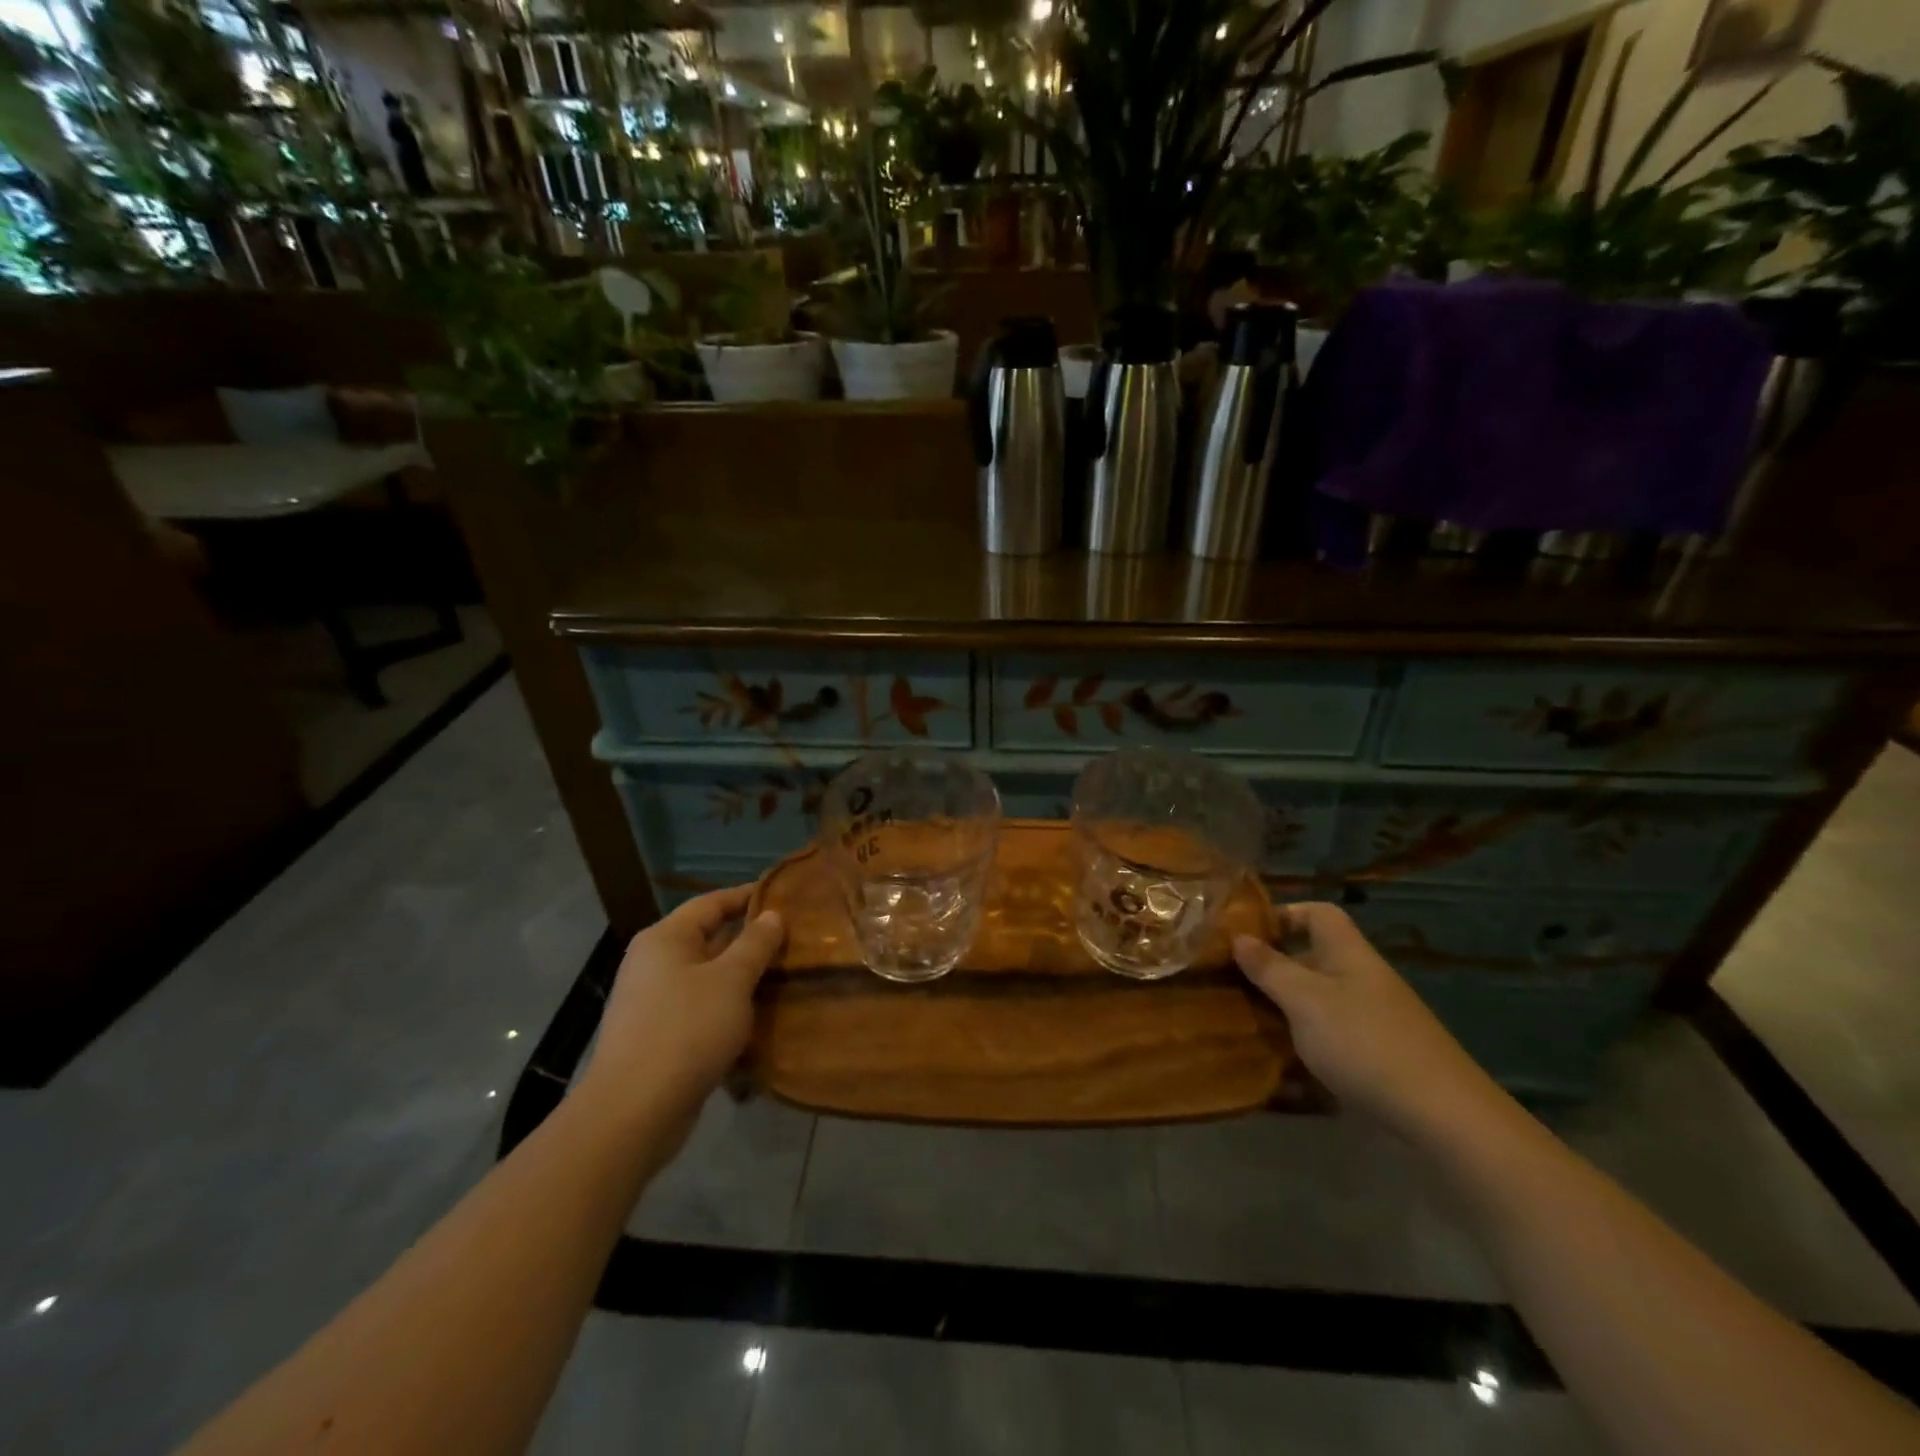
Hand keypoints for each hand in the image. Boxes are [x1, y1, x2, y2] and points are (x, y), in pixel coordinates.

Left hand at [577, 886, 783, 1122]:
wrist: (634, 1112)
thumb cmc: (686, 1030)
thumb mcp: (732, 980)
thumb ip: (755, 943)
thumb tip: (772, 915)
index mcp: (665, 939)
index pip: (711, 902)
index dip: (748, 895)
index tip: (785, 895)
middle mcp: (653, 963)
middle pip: (709, 939)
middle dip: (750, 940)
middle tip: (794, 939)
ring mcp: (652, 1002)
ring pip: (707, 977)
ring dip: (742, 978)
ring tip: (785, 976)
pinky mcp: (658, 1037)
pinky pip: (700, 1009)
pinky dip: (728, 1008)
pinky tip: (758, 1019)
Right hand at [1234, 903, 1506, 1140]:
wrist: (1442, 1117)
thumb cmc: (1364, 1042)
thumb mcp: (1304, 1000)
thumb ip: (1269, 968)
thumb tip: (1239, 937)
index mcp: (1348, 954)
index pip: (1318, 914)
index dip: (1283, 914)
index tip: (1245, 933)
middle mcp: (1361, 981)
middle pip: (1313, 960)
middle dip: (1273, 970)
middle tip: (1231, 983)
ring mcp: (1372, 1022)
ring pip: (1317, 1004)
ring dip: (1283, 1012)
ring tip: (1244, 1025)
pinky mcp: (1376, 1060)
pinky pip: (1330, 1043)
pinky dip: (1303, 1050)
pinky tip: (1277, 1071)